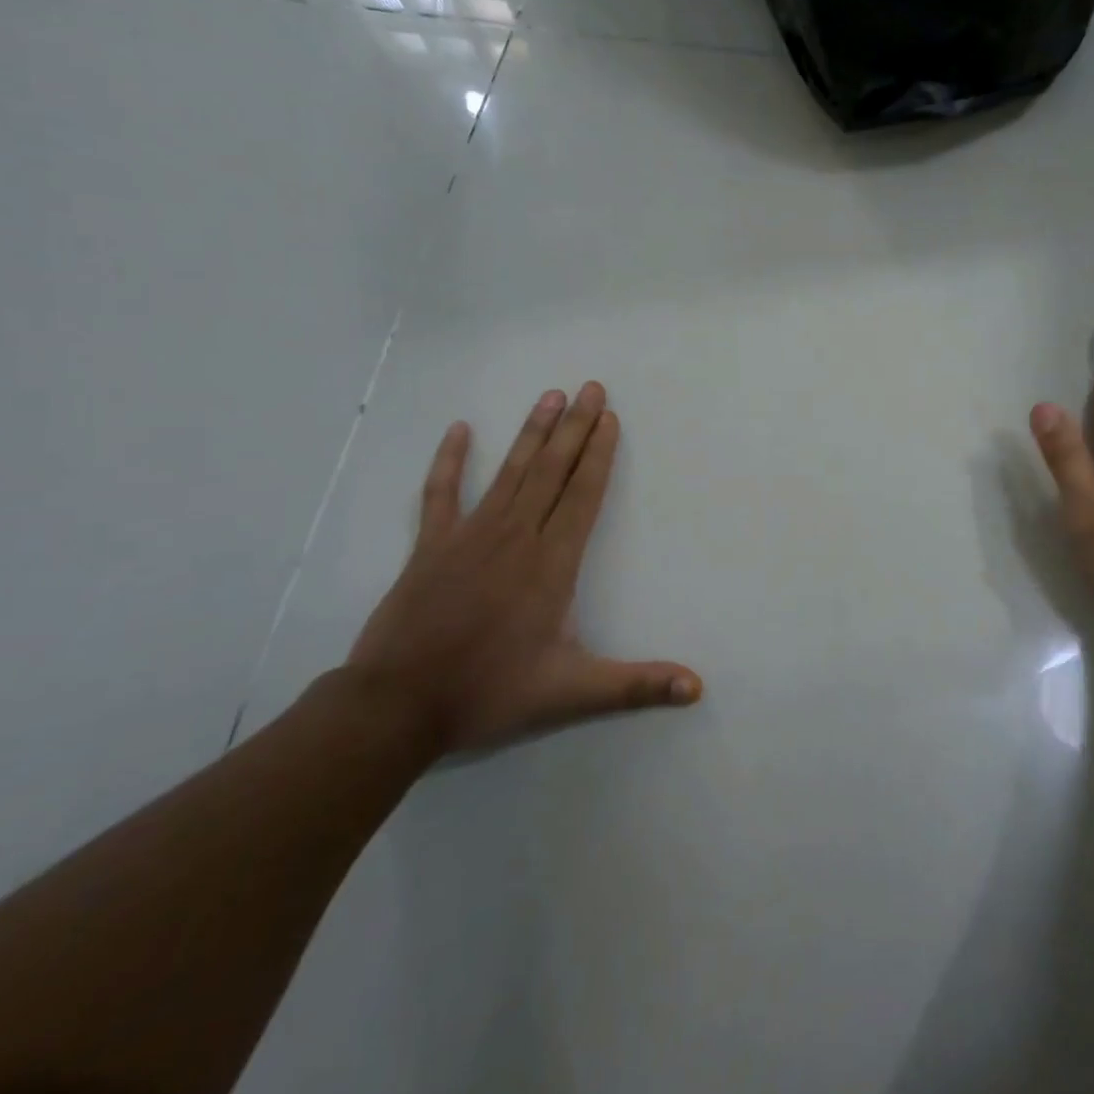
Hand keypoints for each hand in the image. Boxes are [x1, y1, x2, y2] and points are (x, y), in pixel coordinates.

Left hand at [346, 383, 700, 757]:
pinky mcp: (431, 546)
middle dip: (575, 427)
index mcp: (552, 563)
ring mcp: (470, 536)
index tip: (609, 417)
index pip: (583, 494)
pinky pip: (442, 494)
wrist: (396, 706)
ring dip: (532, 432)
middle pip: (553, 471)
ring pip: (511, 472)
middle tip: (590, 387)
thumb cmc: (489, 692)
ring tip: (550, 396)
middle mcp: (516, 537)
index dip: (599, 453)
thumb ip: (636, 686)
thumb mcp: (572, 693)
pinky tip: (461, 430)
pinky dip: (451, 461)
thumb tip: (697, 688)